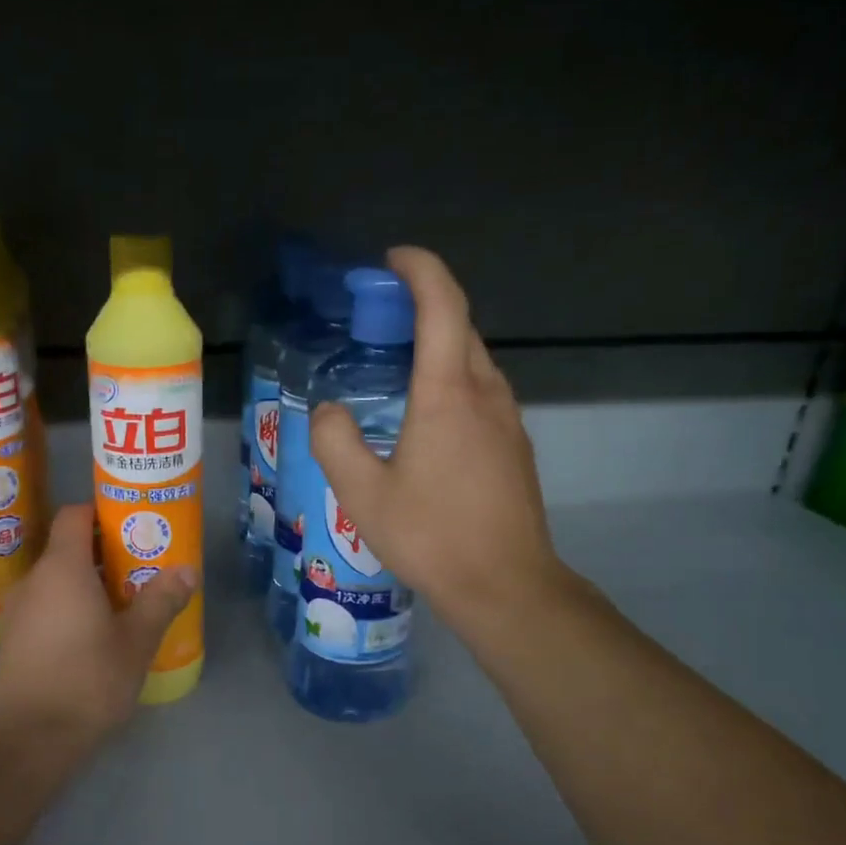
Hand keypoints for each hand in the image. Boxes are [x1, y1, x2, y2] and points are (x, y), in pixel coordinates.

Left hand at [0, 505, 196, 751]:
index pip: (74, 515)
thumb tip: (188, 570)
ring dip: (88, 581)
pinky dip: (70, 605)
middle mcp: (34, 580)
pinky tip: (95, 633)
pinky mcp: (13, 638)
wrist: (30, 739)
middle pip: (68, 547)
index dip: (102, 512)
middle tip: (142, 565)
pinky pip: (46, 604)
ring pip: (57, 579)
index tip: (133, 524)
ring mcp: (18, 610)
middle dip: (105, 551)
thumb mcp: (137, 640)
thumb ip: (161, 600)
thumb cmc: (88, 680)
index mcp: (62, 568)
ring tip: (124, 600)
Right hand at [309, 246, 573, 644]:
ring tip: (398, 365)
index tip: (392, 260)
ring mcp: (508, 421)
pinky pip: (483, 393)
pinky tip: (428, 415)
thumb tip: (330, 410)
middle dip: (424, 306)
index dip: (420, 270)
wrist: (505, 585)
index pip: (442, 306)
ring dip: (440, 345)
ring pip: (475, 362)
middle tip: (380, 317)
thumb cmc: (431, 536)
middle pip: (461, 328)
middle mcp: (485, 394)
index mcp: (448, 394)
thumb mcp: (362, 494)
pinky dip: (453, 379)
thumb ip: (335, 441)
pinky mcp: (515, 447)